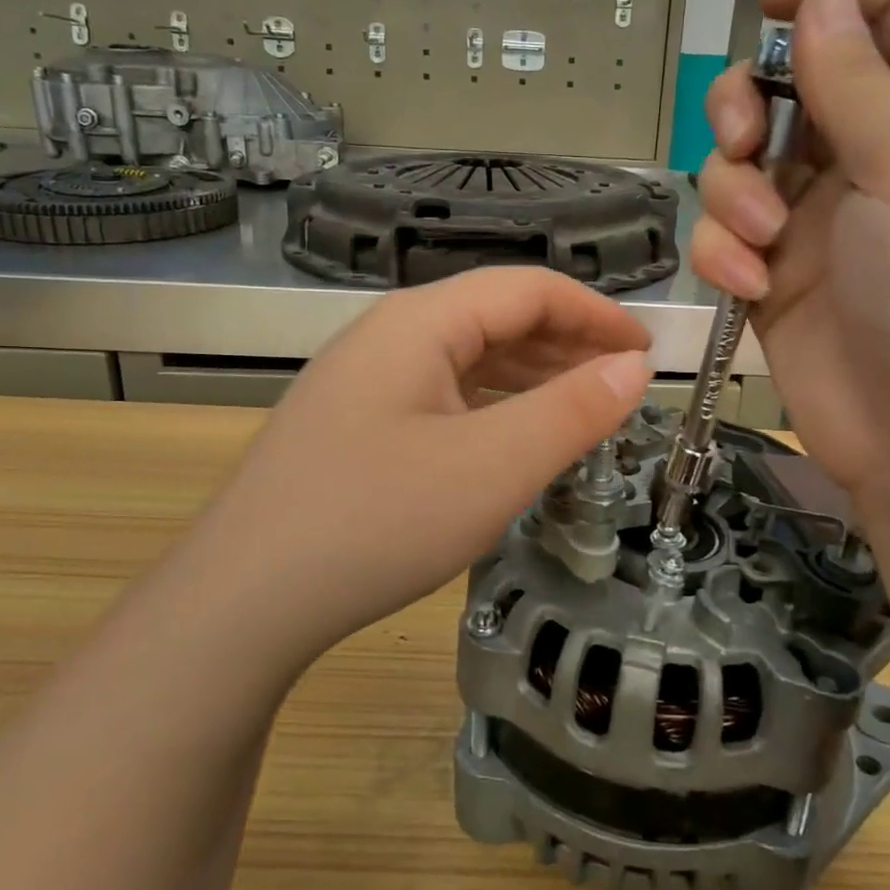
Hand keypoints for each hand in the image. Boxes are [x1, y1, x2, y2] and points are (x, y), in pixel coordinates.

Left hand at [196, 268, 652, 663]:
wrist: (242, 601)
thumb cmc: (377, 521)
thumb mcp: (493, 467)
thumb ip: (572, 411)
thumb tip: (633, 368)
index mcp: (420, 321)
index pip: (528, 289)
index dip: (596, 314)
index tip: (647, 352)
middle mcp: (388, 335)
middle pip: (495, 317)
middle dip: (567, 344)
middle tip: (623, 384)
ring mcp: (364, 381)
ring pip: (466, 359)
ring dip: (530, 376)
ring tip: (581, 410)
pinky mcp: (354, 424)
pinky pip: (440, 396)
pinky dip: (491, 407)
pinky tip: (510, 439)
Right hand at [691, 0, 889, 498]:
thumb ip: (858, 79)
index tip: (773, 2)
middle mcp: (874, 154)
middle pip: (791, 81)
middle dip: (747, 100)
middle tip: (742, 135)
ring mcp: (818, 217)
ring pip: (741, 160)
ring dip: (732, 190)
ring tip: (760, 238)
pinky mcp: (775, 274)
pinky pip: (724, 233)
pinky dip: (723, 251)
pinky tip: (748, 285)